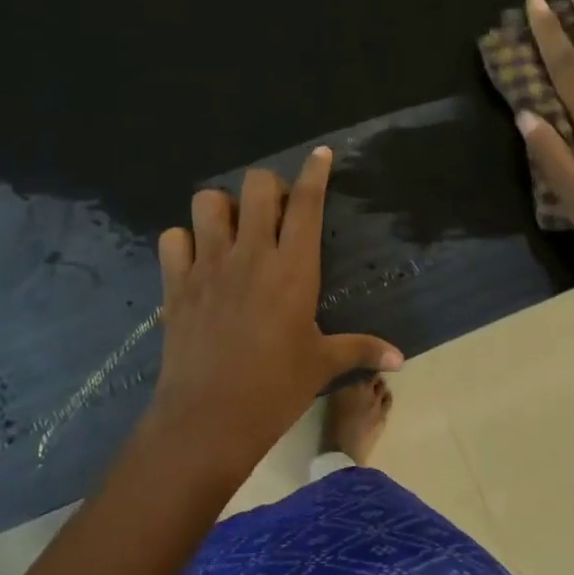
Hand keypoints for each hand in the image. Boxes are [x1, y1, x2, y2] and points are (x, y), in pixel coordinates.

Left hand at [145, 147, 402, 477]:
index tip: (320, 154)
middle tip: (274, 211)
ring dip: (222, 208)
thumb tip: (401, 359)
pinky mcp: (176, 284)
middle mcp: (250, 255)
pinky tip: (196, 260)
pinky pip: (172, 239)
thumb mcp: (321, 365)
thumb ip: (362, 350)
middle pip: (255, 186)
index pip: (306, 203)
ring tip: (231, 231)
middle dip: (268, 187)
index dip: (314, 172)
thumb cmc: (275, 390)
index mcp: (293, 269)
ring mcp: (208, 266)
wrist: (209, 420)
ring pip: (207, 202)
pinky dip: (183, 241)